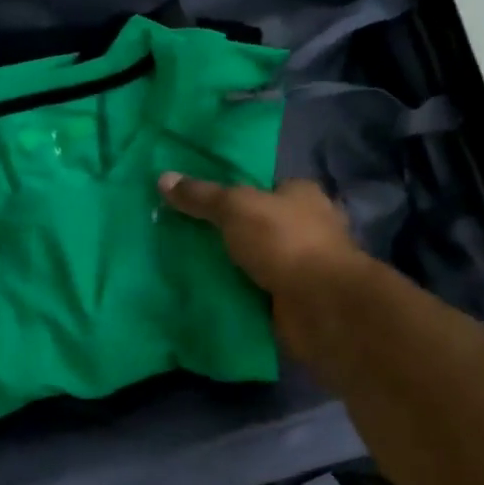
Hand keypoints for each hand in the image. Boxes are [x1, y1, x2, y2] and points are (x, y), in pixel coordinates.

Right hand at [158, 173, 366, 363]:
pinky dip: (237, 293)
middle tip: (184, 236)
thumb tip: (162, 178)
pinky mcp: (295, 298)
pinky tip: (206, 294)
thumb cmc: (284, 242)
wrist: (321, 306)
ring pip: (257, 260)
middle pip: (258, 225)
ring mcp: (303, 266)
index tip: (197, 203)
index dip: (233, 193)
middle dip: (228, 233)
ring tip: (185, 266)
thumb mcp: (235, 208)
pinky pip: (257, 291)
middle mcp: (307, 227)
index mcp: (301, 195)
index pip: (263, 187)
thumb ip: (201, 196)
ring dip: (231, 266)